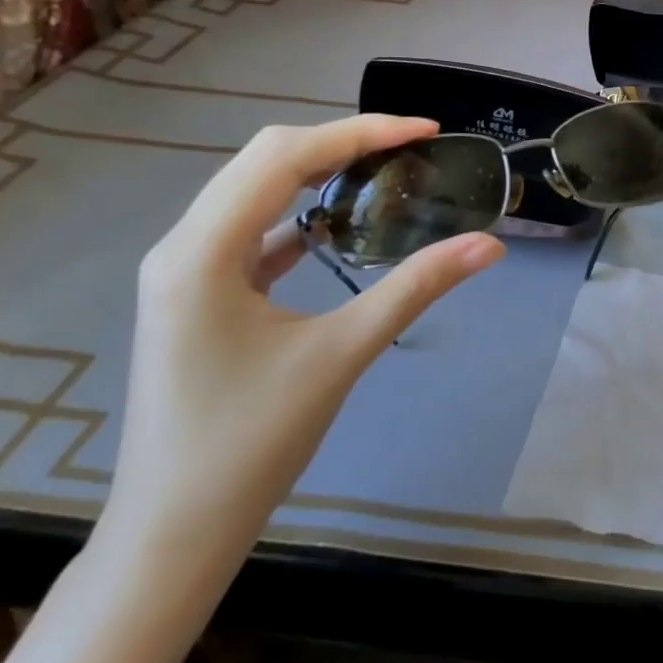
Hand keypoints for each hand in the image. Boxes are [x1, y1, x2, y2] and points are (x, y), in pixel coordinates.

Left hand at [98, 116, 504, 584]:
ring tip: (384, 172)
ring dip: (319, 173)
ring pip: (255, 190)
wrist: (173, 533)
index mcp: (202, 251)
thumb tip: (489, 245)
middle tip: (411, 146)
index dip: (360, 132)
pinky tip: (338, 226)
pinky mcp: (197, 295)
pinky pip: (252, 229)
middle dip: (341, 142)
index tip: (425, 130)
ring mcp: (184, 271)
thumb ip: (416, 288)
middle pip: (264, 160)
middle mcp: (182, 246)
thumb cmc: (251, 443)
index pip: (285, 156)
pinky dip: (300, 213)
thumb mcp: (342, 353)